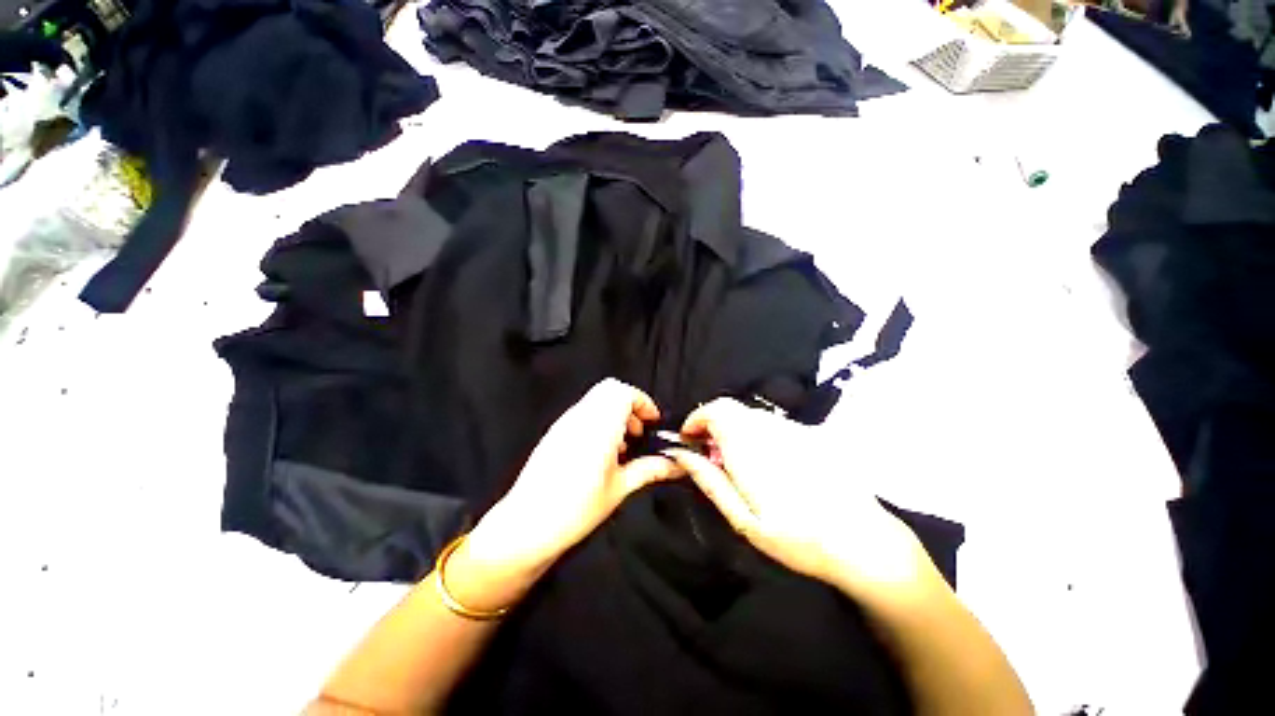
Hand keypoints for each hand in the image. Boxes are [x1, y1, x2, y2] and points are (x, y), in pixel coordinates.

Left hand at [454, 379, 680, 606]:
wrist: (526, 526)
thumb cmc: (573, 510)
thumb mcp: (619, 489)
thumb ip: (649, 470)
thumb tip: (673, 464)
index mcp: (599, 427)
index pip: (624, 392)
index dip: (644, 402)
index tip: (652, 422)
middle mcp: (580, 418)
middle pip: (610, 389)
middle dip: (630, 404)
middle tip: (638, 431)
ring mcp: (565, 423)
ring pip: (596, 399)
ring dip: (614, 413)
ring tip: (621, 446)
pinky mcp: (555, 432)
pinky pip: (583, 412)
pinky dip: (599, 420)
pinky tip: (601, 452)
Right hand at [665, 399, 941, 604]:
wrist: (864, 542)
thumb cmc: (797, 539)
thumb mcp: (744, 520)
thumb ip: (710, 480)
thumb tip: (681, 454)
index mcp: (750, 447)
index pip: (715, 409)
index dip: (697, 418)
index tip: (690, 438)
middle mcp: (771, 429)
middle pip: (731, 408)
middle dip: (713, 424)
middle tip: (711, 455)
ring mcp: (795, 429)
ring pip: (752, 415)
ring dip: (736, 430)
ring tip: (740, 464)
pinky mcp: (813, 434)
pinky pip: (774, 424)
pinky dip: (759, 435)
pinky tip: (771, 465)